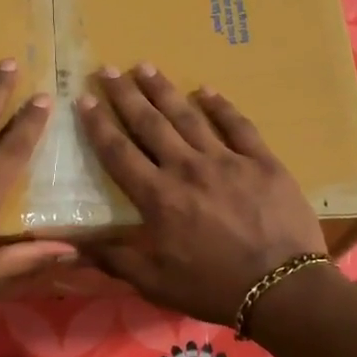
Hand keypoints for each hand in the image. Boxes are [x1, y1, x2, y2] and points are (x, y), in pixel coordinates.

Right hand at [76, 66, 326, 324]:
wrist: (283, 289)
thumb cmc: (214, 288)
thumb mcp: (157, 284)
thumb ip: (116, 260)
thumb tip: (73, 247)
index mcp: (158, 198)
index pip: (119, 153)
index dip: (98, 125)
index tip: (83, 100)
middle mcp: (186, 169)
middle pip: (149, 124)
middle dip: (125, 95)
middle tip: (107, 69)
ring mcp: (226, 161)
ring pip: (188, 117)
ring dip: (164, 90)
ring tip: (145, 66)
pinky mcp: (261, 161)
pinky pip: (237, 125)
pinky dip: (220, 106)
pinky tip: (205, 90)